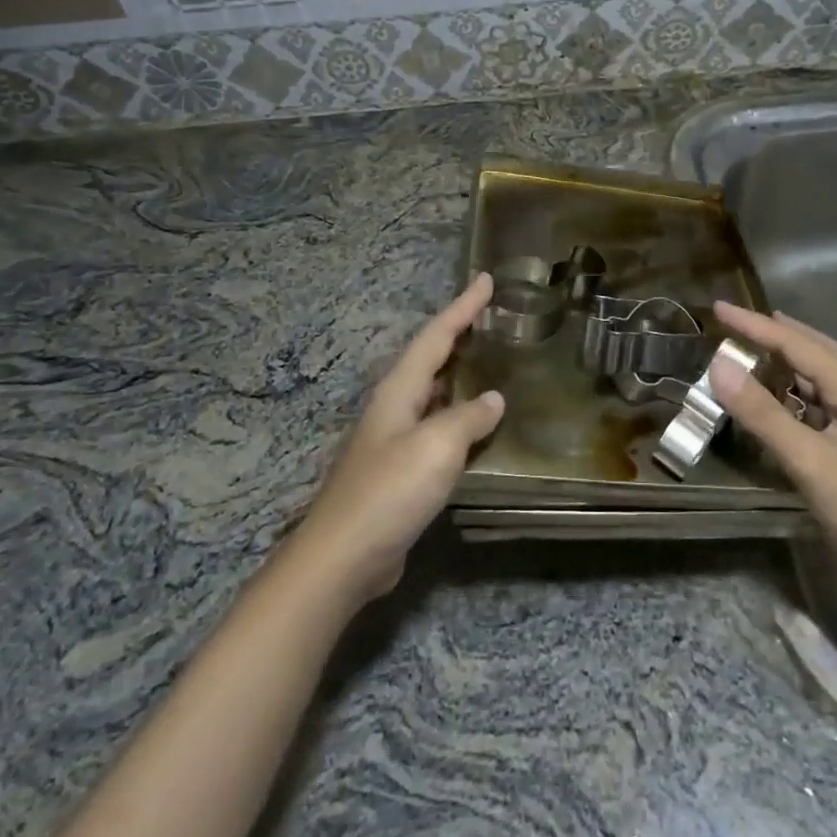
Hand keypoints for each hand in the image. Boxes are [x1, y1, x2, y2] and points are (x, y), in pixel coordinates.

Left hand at [292, 274, 503, 605]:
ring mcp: (395, 439)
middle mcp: (395, 406)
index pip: (437, 335)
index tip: (486, 278)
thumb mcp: (438, 446)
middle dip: (459, 332)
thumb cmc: (390, 491)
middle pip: (431, 357)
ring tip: (492, 359)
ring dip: (460, 372)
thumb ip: (469, 417)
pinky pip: (438, 426)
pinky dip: (460, 414)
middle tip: (492, 315)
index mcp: (400, 389)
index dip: (463, 306)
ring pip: (435, 391)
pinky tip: (478, 425)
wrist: (343, 557)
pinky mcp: (401, 470)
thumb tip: (494, 399)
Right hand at [711, 301, 836, 577]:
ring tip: (752, 350)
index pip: (795, 344)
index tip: (719, 309)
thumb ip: (763, 413)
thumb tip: (719, 366)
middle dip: (777, 333)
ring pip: (814, 378)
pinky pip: (811, 406)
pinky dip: (787, 394)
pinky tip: (770, 401)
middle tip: (740, 323)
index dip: (754, 325)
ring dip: (784, 360)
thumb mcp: (808, 458)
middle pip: (814, 350)